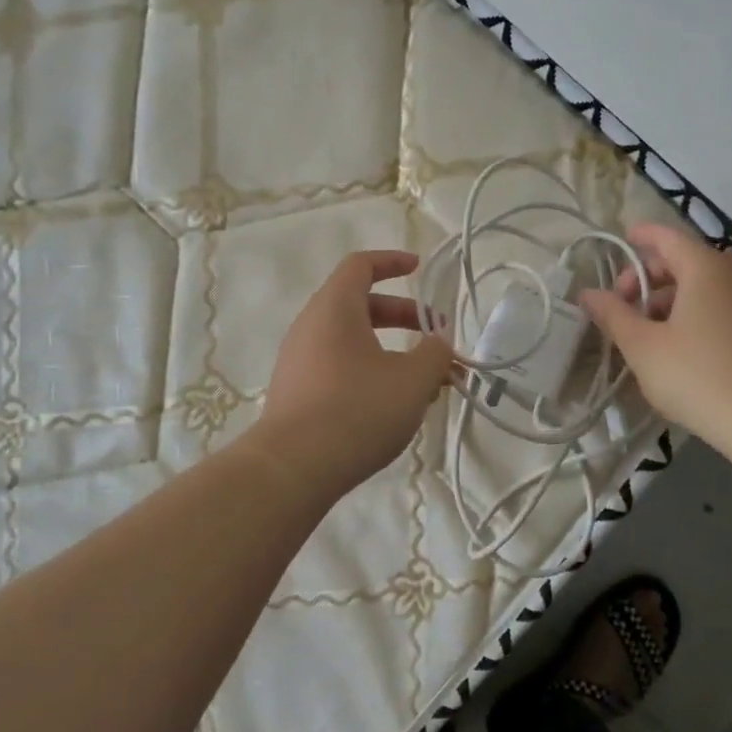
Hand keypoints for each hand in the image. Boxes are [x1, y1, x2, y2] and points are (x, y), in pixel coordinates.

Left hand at [256, 250, 455, 498]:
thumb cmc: (357, 410)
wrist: (292, 469)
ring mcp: (298, 361)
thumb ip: (435, 354)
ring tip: (423, 382)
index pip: (360, 266)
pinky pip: (337, 367)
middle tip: (436, 338)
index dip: (392, 261)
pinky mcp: (295, 393)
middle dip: (403, 316)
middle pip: (359, 305)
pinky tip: (392, 407)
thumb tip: (439, 343)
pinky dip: (368, 372)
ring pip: (351, 341)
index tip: (419, 268)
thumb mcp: (412, 381)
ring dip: (390, 351)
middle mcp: (310, 327)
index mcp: (334, 308)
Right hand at [579, 223, 731, 454]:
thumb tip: (587, 293)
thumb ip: (613, 314)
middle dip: (649, 277)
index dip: (639, 236)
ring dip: (671, 297)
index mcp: (705, 267)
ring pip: (704, 283)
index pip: (666, 236)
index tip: (620, 242)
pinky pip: (723, 302)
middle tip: (623, 307)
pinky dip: (696, 309)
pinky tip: (681, 344)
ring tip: (648, 331)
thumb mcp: (643, 347)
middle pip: (684, 259)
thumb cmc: (699, 377)